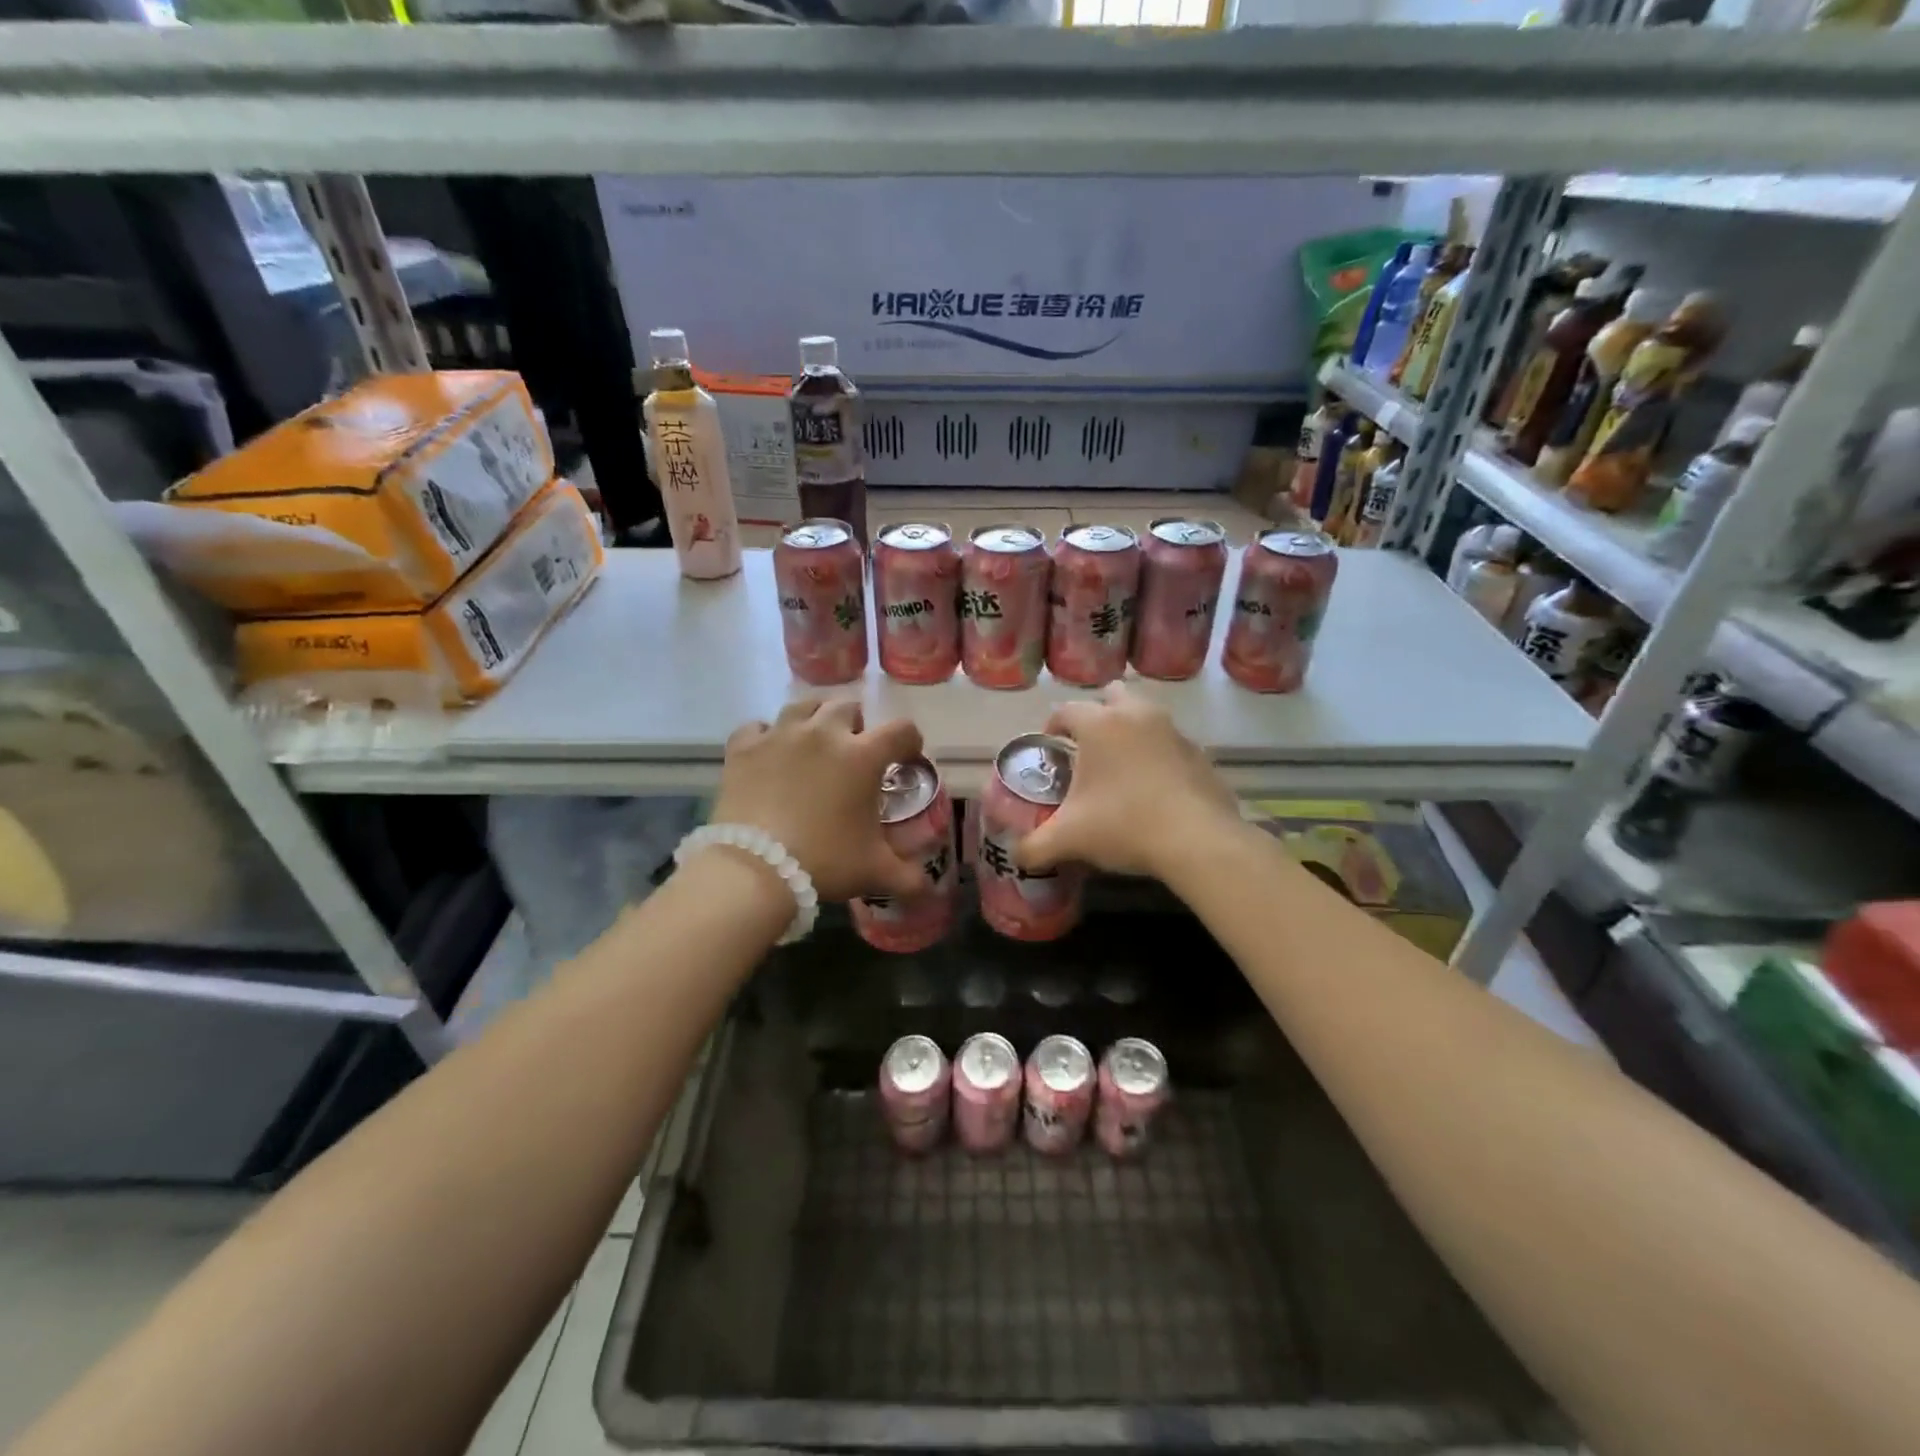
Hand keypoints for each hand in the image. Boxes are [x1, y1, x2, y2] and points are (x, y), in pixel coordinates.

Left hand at [709, 699, 927, 902]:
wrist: (753, 869)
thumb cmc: (824, 862)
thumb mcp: (874, 871)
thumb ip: (909, 878)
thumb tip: (931, 893)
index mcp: (862, 756)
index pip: (901, 730)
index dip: (909, 741)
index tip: (905, 757)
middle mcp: (823, 733)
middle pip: (847, 707)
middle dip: (856, 725)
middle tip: (853, 752)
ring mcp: (780, 735)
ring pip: (803, 706)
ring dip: (814, 719)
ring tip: (813, 742)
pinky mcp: (744, 747)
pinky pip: (757, 726)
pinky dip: (766, 735)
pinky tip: (768, 752)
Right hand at [1015, 683, 1241, 881]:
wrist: (1197, 840)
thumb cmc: (1124, 825)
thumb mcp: (1069, 839)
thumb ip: (1034, 846)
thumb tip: (1017, 856)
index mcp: (1100, 724)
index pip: (1066, 710)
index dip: (1052, 726)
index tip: (1050, 748)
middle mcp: (1137, 715)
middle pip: (1112, 695)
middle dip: (1098, 713)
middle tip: (1088, 748)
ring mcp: (1174, 731)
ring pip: (1145, 715)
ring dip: (1130, 731)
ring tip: (1121, 768)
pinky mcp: (1200, 753)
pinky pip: (1171, 743)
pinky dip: (1159, 755)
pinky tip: (1154, 789)